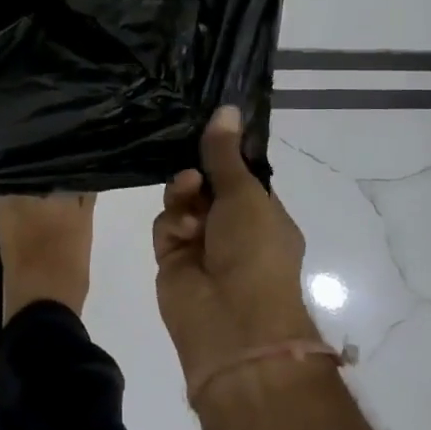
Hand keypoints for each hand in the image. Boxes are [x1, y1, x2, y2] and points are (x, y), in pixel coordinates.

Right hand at [153, 106, 315, 379]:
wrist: (232, 321)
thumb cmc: (254, 251)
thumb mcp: (245, 194)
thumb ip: (225, 153)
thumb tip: (226, 108)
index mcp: (264, 215)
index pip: (240, 175)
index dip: (224, 154)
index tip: (206, 128)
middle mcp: (234, 229)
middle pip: (207, 186)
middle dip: (198, 172)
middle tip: (193, 163)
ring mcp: (202, 245)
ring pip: (182, 201)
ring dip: (184, 195)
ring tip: (187, 193)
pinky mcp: (173, 259)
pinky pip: (166, 225)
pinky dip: (172, 222)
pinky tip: (182, 228)